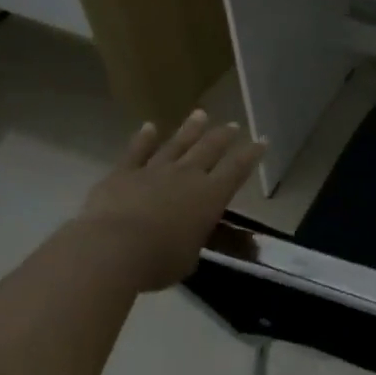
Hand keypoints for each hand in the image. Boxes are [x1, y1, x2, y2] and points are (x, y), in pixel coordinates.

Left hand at [78, 110, 264, 290]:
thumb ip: (192, 240)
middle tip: (233, 125)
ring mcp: (154, 171)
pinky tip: (149, 126)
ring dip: (190, 129)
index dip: (251, 155)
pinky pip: (137, 151)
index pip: (236, 170)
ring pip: (177, 144)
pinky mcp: (123, 173)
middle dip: (223, 136)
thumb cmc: (160, 260)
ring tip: (200, 114)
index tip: (261, 140)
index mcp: (210, 197)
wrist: (114, 248)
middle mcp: (186, 176)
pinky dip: (144, 138)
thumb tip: (188, 236)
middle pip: (209, 149)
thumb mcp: (189, 257)